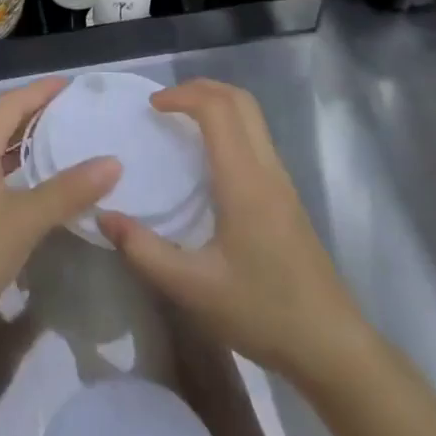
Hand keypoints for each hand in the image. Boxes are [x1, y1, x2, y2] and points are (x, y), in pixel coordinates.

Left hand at [0, 77, 119, 355]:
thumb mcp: (22, 220)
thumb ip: (68, 190)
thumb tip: (113, 160)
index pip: (10, 104)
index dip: (40, 91)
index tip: (72, 85)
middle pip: (3, 127)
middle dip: (37, 117)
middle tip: (77, 115)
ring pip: (0, 158)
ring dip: (30, 150)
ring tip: (68, 149)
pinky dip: (23, 181)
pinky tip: (43, 198)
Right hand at [99, 79, 361, 386]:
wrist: (332, 346)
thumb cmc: (262, 312)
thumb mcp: (192, 288)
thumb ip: (144, 250)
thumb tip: (104, 216)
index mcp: (244, 179)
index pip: (217, 108)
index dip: (182, 95)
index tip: (151, 107)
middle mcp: (266, 168)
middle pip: (239, 100)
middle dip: (200, 89)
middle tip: (164, 105)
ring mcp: (281, 181)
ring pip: (252, 117)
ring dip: (216, 105)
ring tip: (180, 123)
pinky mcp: (286, 196)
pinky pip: (256, 138)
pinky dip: (229, 126)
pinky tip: (207, 159)